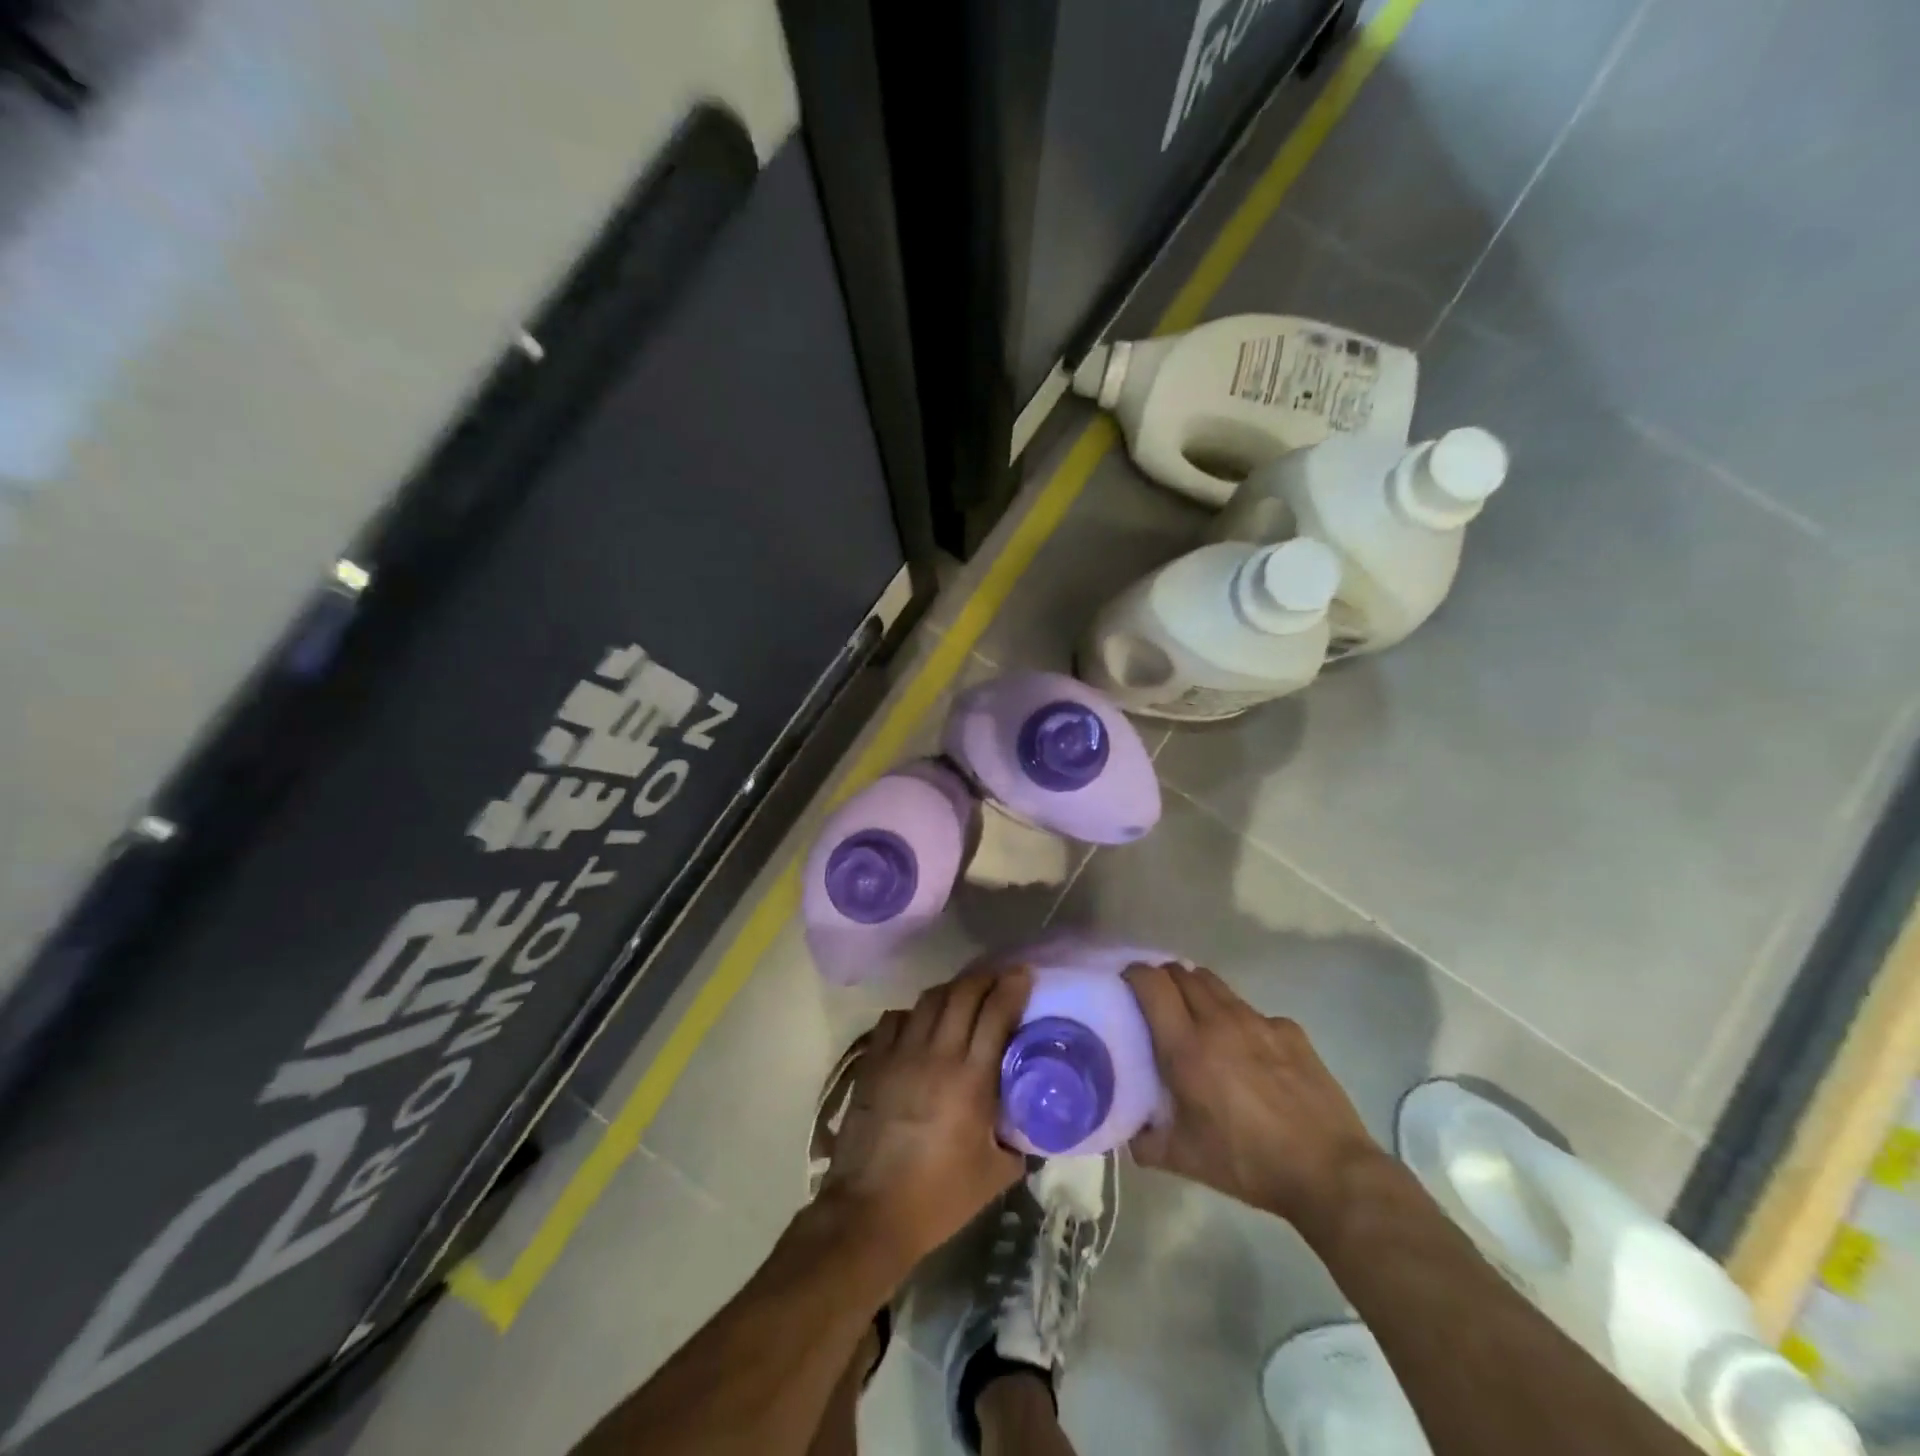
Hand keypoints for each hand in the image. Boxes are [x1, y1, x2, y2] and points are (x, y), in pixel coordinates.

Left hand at [816, 968, 1030, 1279]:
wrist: (869, 1213)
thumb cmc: (938, 1198)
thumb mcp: (995, 1175)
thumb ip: (1018, 1140)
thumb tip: (1030, 1121)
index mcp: (971, 1079)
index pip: (996, 1013)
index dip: (1012, 987)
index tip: (1024, 973)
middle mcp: (937, 1054)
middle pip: (963, 993)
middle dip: (985, 978)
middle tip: (999, 978)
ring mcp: (900, 1054)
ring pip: (929, 999)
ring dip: (952, 990)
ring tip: (964, 995)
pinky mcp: (873, 1062)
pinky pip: (895, 1019)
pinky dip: (914, 1013)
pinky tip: (921, 1023)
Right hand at [1123, 961, 1379, 1240]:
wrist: (1330, 1172)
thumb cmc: (1248, 1164)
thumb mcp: (1185, 1160)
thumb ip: (1146, 1141)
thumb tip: (1128, 1131)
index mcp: (1187, 1047)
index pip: (1151, 983)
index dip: (1133, 974)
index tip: (1125, 984)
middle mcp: (1219, 1021)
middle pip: (1181, 972)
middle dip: (1163, 978)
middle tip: (1155, 1000)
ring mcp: (1258, 1021)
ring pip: (1216, 985)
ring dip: (1197, 990)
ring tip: (1196, 1016)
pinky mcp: (1290, 1030)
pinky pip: (1252, 1011)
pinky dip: (1238, 1019)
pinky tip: (1246, 1050)